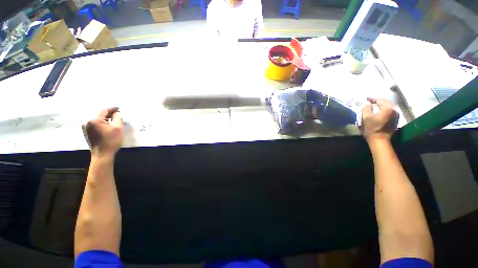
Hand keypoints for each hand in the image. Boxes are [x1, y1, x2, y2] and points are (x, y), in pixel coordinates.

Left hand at [83, 107, 122, 157]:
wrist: (102, 155)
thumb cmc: (111, 141)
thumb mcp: (118, 128)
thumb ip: (117, 118)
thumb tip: (116, 113)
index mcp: (94, 120)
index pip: (104, 110)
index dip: (112, 108)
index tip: (119, 108)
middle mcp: (87, 121)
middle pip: (99, 114)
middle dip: (108, 113)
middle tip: (117, 113)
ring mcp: (85, 127)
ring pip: (96, 118)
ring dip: (105, 118)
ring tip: (113, 119)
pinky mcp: (86, 131)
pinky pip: (94, 123)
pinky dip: (101, 122)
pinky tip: (107, 125)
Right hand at [361, 98, 398, 142]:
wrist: (380, 140)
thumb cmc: (372, 128)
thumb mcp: (366, 118)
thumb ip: (366, 108)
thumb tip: (367, 103)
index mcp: (387, 108)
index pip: (380, 100)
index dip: (372, 98)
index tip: (366, 98)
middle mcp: (394, 110)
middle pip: (386, 102)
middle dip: (378, 100)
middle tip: (371, 101)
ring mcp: (396, 115)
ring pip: (389, 106)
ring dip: (382, 104)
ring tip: (376, 104)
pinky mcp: (396, 119)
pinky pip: (391, 110)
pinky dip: (385, 108)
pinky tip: (381, 110)